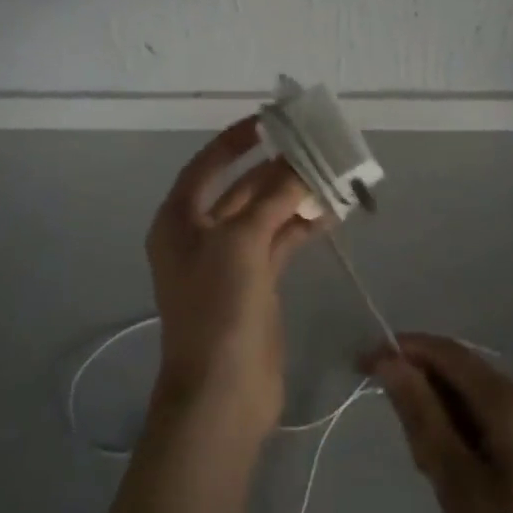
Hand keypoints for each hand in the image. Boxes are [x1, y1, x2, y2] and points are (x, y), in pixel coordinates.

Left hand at [146, 119, 316, 433]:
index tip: (270, 121)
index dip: (235, 141)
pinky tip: (333, 211)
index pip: (207, 165)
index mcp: (179, 219)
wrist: (222, 392)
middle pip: (240, 188)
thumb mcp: (242, 241)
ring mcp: (229, 260)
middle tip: (314, 145)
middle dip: (275, 167)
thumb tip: (302, 164)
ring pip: (265, 215)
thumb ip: (274, 197)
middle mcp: (200, 235)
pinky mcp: (255, 283)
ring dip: (294, 196)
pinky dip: (303, 225)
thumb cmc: (218, 306)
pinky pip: (280, 241)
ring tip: (332, 173)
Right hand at [364, 334, 512, 512]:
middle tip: (398, 434)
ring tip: (425, 466)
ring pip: (466, 396)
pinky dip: (454, 432)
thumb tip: (388, 361)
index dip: (401, 349)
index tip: (361, 363)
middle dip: (418, 386)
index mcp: (507, 398)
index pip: (445, 351)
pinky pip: (479, 419)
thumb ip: (421, 414)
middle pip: (456, 369)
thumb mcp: (455, 479)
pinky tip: (446, 470)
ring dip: (435, 414)